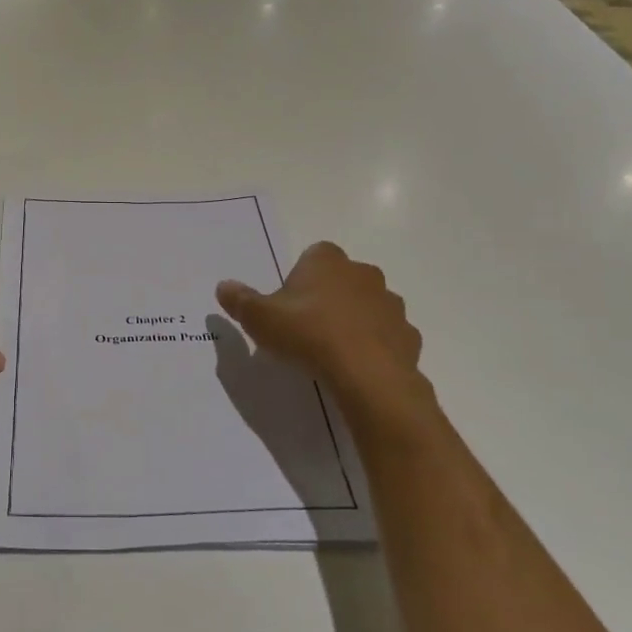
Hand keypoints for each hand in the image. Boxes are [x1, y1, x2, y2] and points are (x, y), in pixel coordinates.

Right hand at [216, 242, 438, 438]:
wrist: (367, 375)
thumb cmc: (308, 334)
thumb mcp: (260, 318)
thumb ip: (240, 301)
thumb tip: (223, 286)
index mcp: (327, 260)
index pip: (313, 256)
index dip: (299, 278)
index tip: (288, 305)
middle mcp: (363, 273)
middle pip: (341, 279)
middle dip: (327, 297)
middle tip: (306, 328)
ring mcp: (390, 303)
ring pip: (367, 306)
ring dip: (353, 321)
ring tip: (331, 351)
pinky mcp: (408, 335)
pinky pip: (386, 336)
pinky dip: (374, 346)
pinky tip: (356, 367)